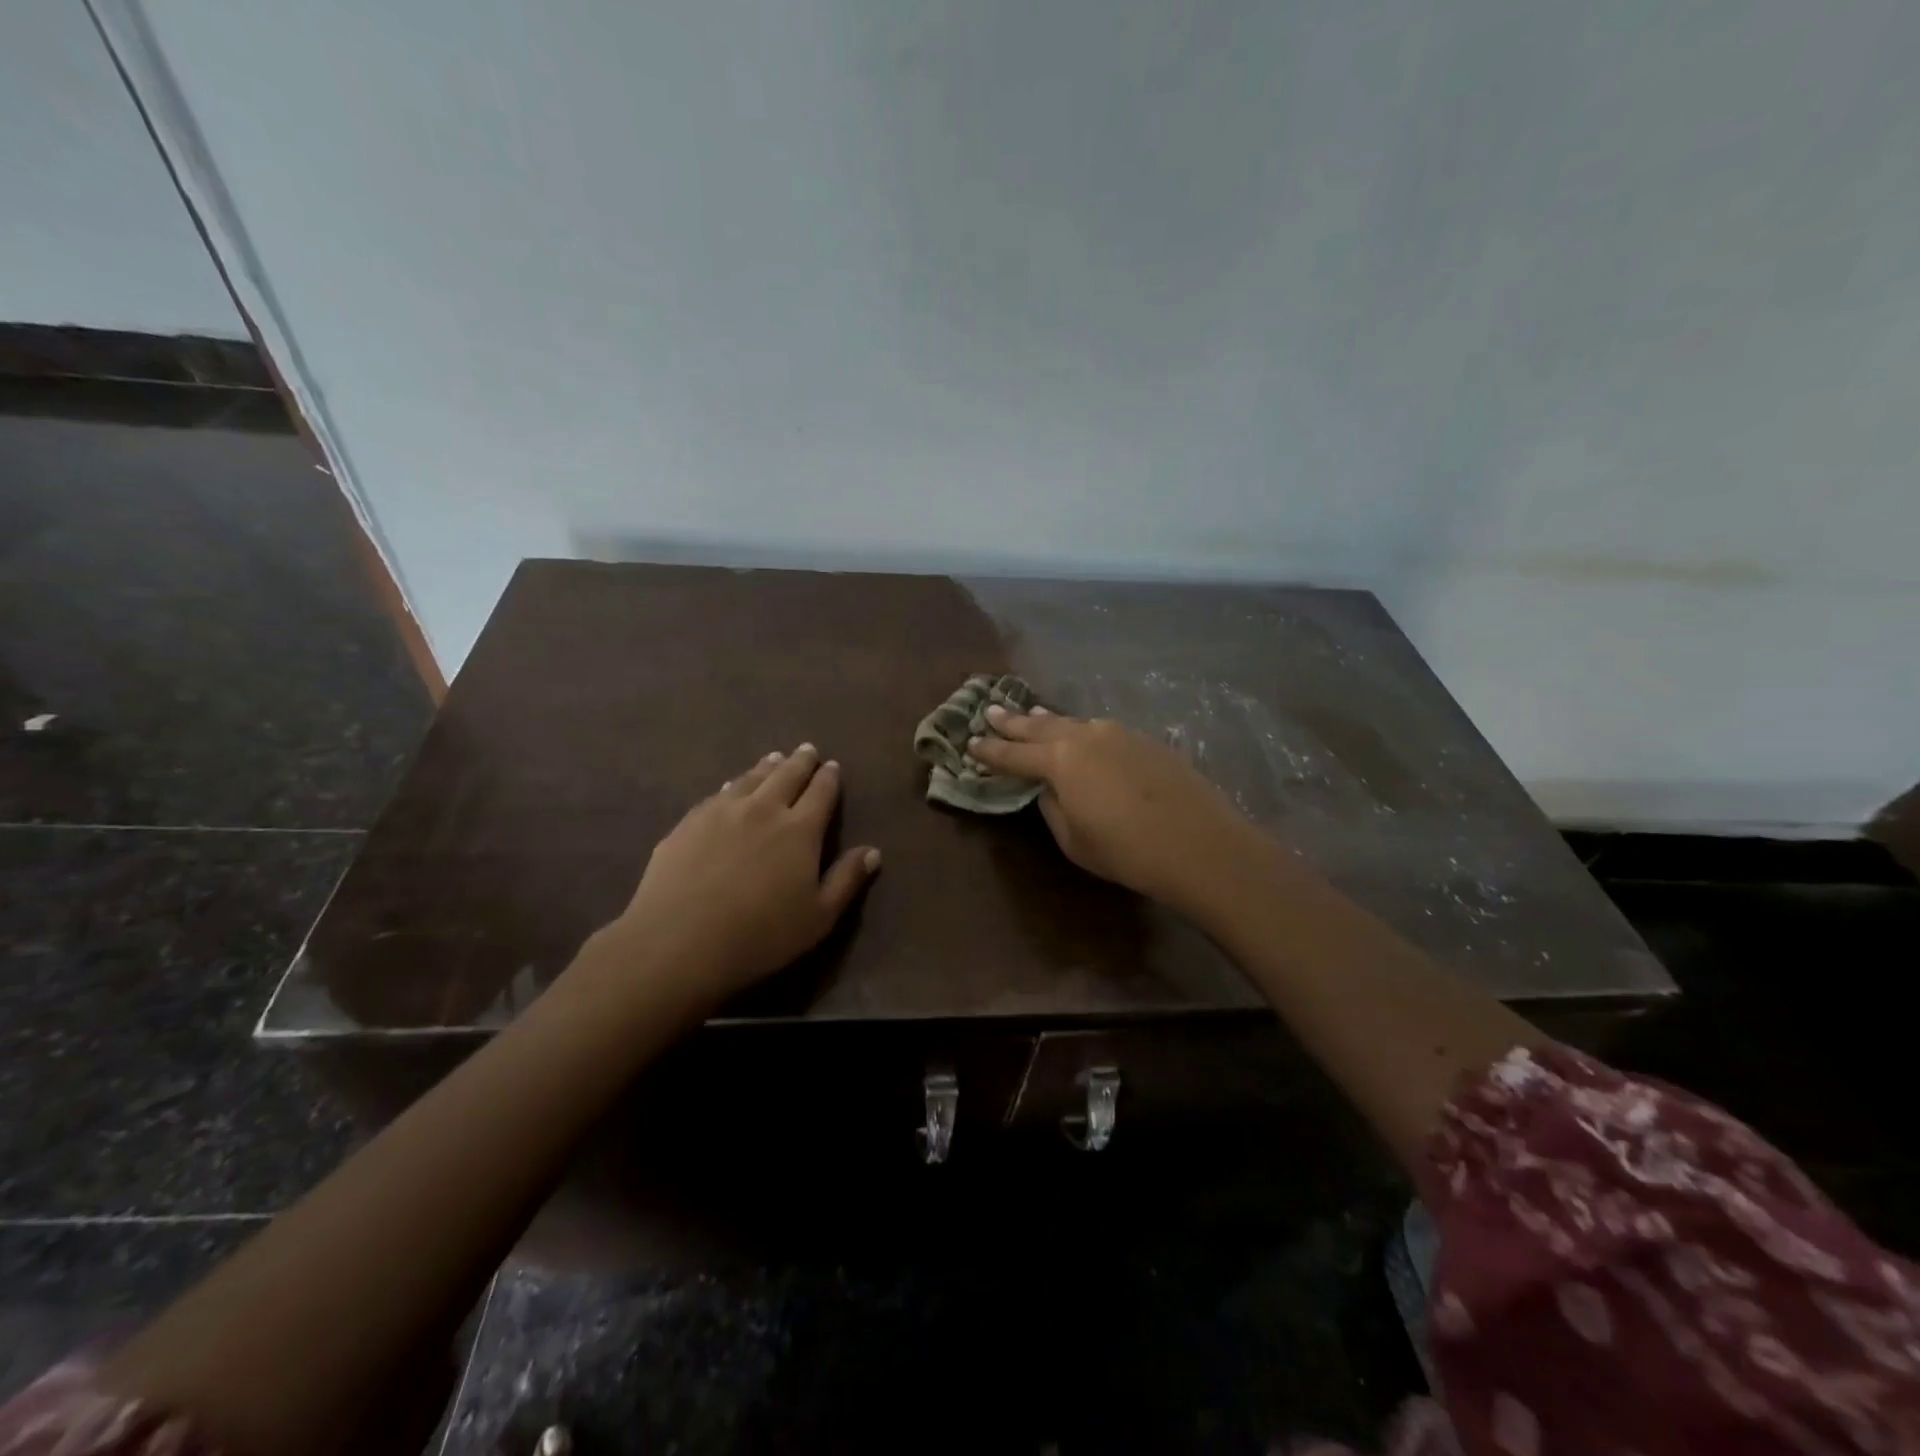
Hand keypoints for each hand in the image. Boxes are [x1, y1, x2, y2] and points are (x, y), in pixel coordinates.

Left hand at [602, 744, 880, 1002]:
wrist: (679, 940)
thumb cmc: (760, 934)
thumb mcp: (818, 917)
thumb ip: (847, 880)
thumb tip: (873, 851)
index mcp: (800, 829)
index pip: (821, 792)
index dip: (829, 778)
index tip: (833, 766)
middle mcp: (763, 809)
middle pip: (787, 775)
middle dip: (801, 761)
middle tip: (807, 750)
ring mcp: (722, 811)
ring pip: (751, 778)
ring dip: (767, 766)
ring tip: (774, 758)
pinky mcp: (690, 822)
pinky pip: (718, 793)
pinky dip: (733, 784)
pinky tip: (732, 786)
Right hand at [969, 707, 1265, 914]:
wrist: (1200, 844)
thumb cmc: (1127, 851)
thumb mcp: (1074, 839)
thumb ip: (1053, 807)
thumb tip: (1049, 788)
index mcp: (1060, 760)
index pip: (1013, 754)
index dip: (989, 751)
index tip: (969, 743)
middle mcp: (1086, 736)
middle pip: (1040, 726)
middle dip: (1013, 721)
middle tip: (990, 711)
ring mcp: (1119, 734)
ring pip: (1073, 723)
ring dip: (1048, 721)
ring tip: (1031, 716)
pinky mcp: (1146, 741)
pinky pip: (1100, 731)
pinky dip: (1081, 731)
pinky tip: (1081, 736)